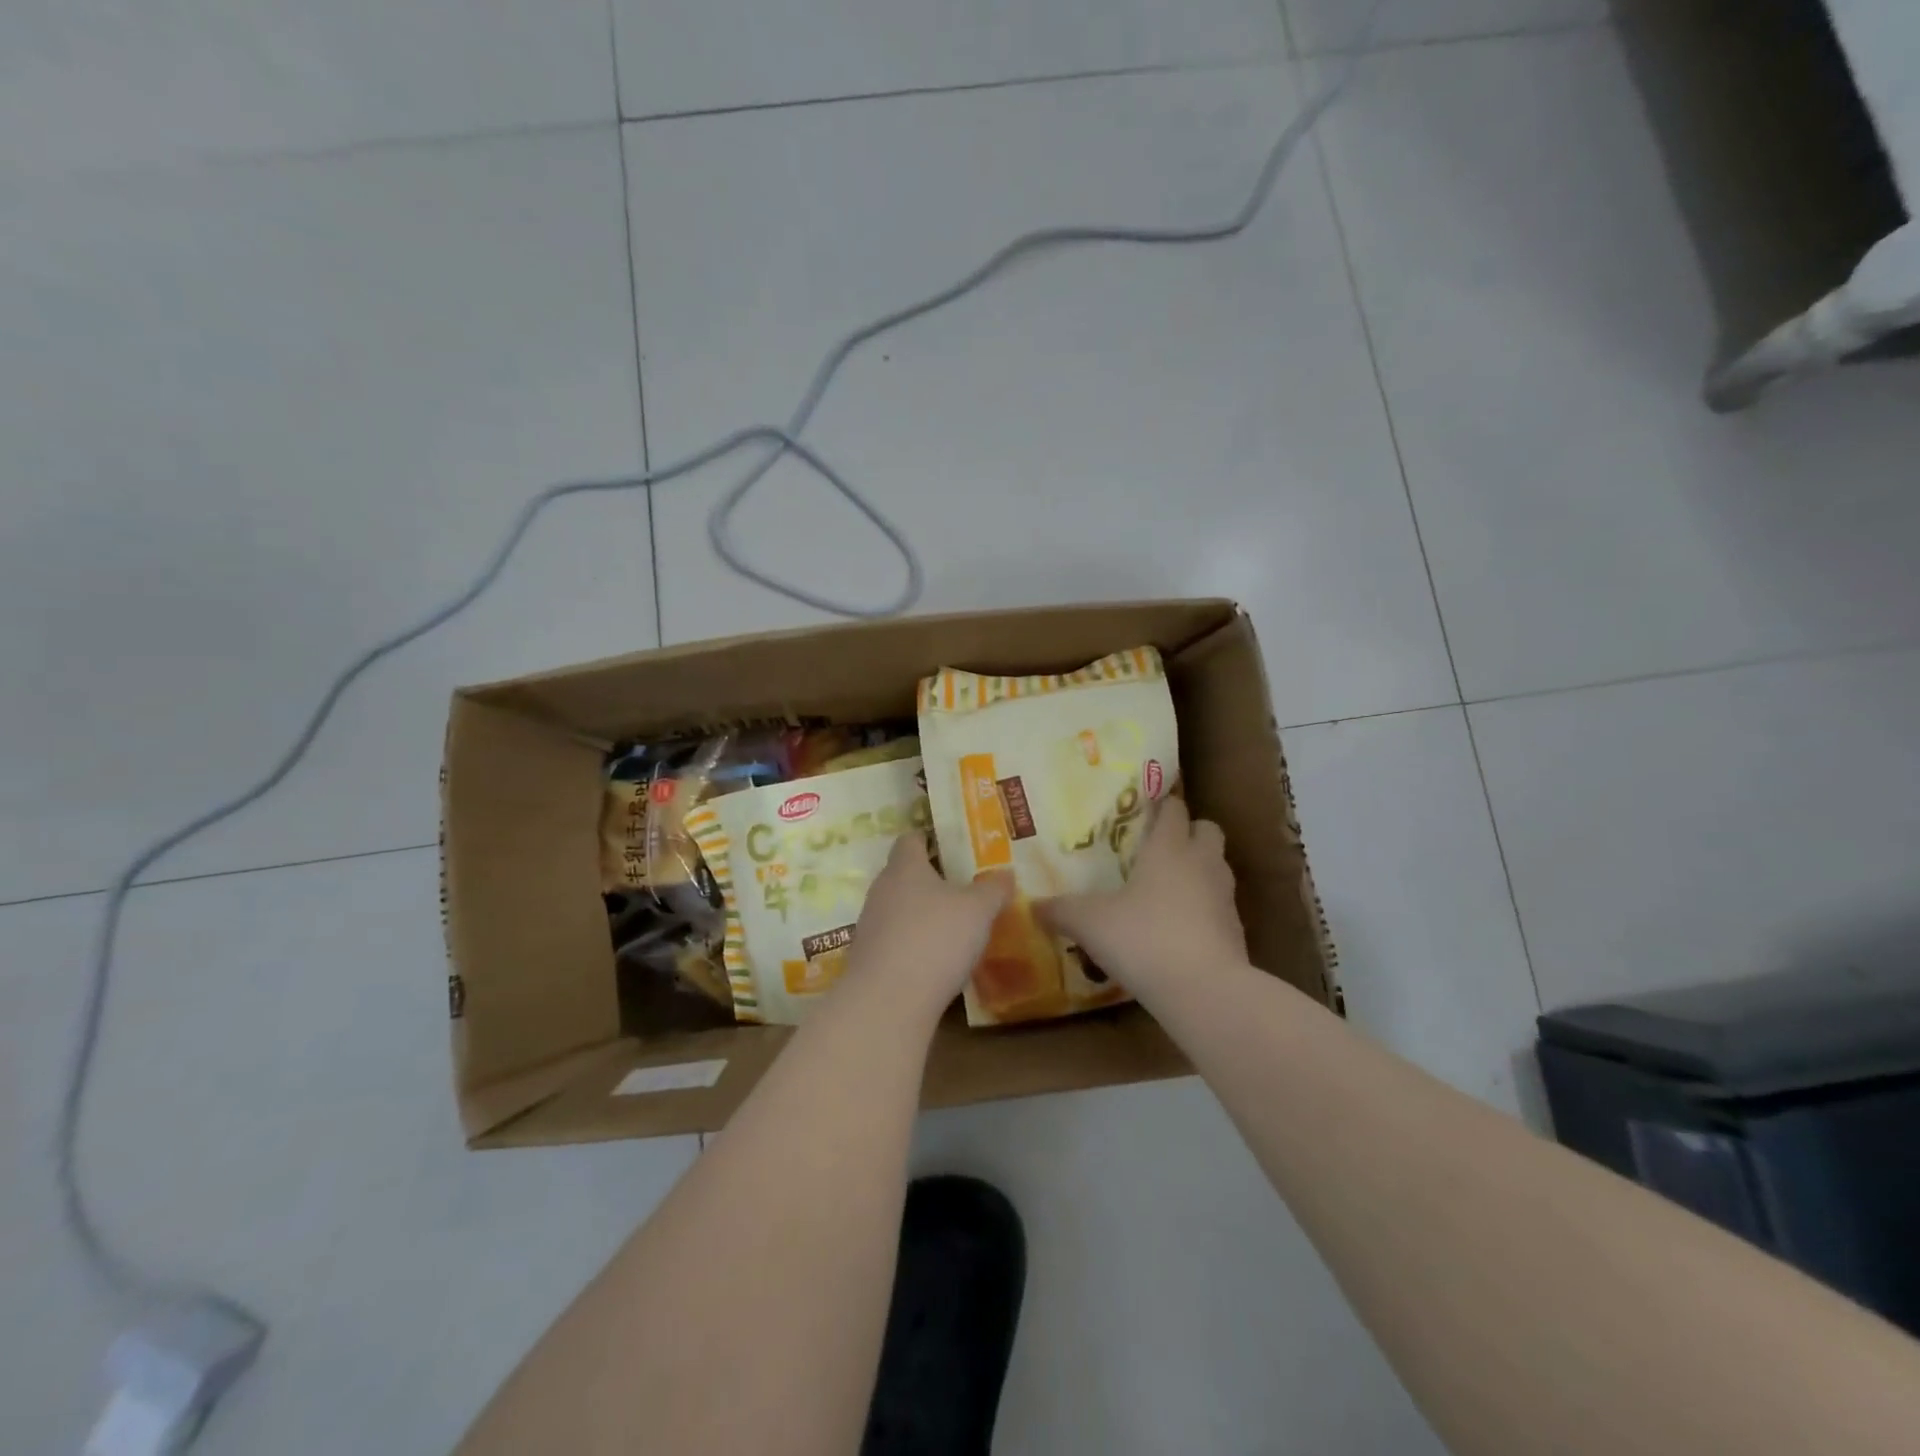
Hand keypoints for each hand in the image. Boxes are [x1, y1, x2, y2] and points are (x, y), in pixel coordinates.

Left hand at [845, 832, 1012, 1024]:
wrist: (887, 1001)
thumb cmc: (935, 939)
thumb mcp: (978, 911)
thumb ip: (993, 889)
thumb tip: (1005, 873)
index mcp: (905, 867)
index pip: (910, 840)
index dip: (927, 839)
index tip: (947, 845)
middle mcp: (881, 890)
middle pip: (902, 874)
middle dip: (928, 880)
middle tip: (960, 887)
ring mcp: (869, 925)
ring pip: (898, 909)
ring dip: (920, 914)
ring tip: (951, 926)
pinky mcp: (868, 958)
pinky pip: (894, 940)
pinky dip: (912, 944)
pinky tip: (935, 960)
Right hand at [1041, 798, 1247, 1002]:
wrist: (1204, 991)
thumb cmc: (1144, 938)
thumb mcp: (1090, 923)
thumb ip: (1061, 910)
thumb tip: (1033, 906)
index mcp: (1169, 847)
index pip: (1173, 807)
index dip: (1161, 805)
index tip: (1142, 810)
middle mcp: (1202, 862)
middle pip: (1206, 829)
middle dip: (1188, 832)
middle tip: (1157, 848)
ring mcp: (1224, 897)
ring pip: (1216, 867)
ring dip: (1197, 870)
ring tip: (1165, 889)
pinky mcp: (1235, 931)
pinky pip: (1219, 906)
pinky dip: (1203, 909)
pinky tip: (1177, 929)